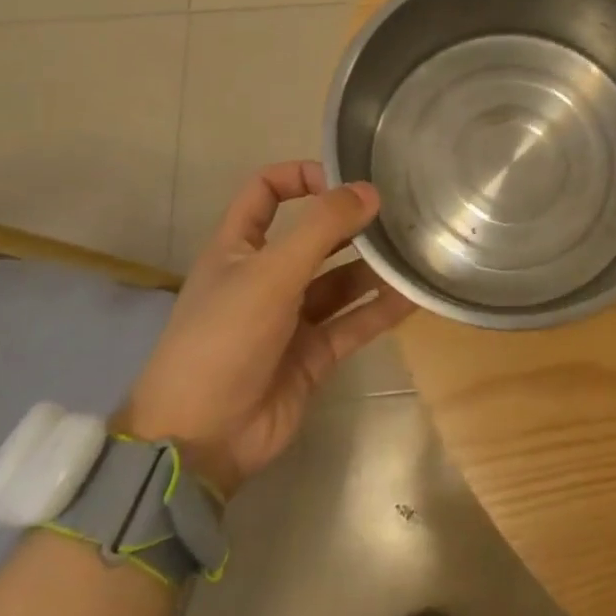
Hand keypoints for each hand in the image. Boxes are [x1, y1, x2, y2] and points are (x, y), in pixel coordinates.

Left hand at [121, 161, 413, 496]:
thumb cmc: (224, 339)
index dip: (300, 176)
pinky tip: (414, 295)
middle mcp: (266, 276)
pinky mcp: (314, 354)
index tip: (343, 178)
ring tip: (413, 252)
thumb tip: (369, 190)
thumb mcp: (270, 273)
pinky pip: (354, 322)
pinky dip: (381, 309)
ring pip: (340, 281)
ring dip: (373, 268)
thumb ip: (321, 228)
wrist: (202, 439)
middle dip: (351, 224)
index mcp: (238, 248)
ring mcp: (291, 318)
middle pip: (314, 236)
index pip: (266, 192)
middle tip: (397, 214)